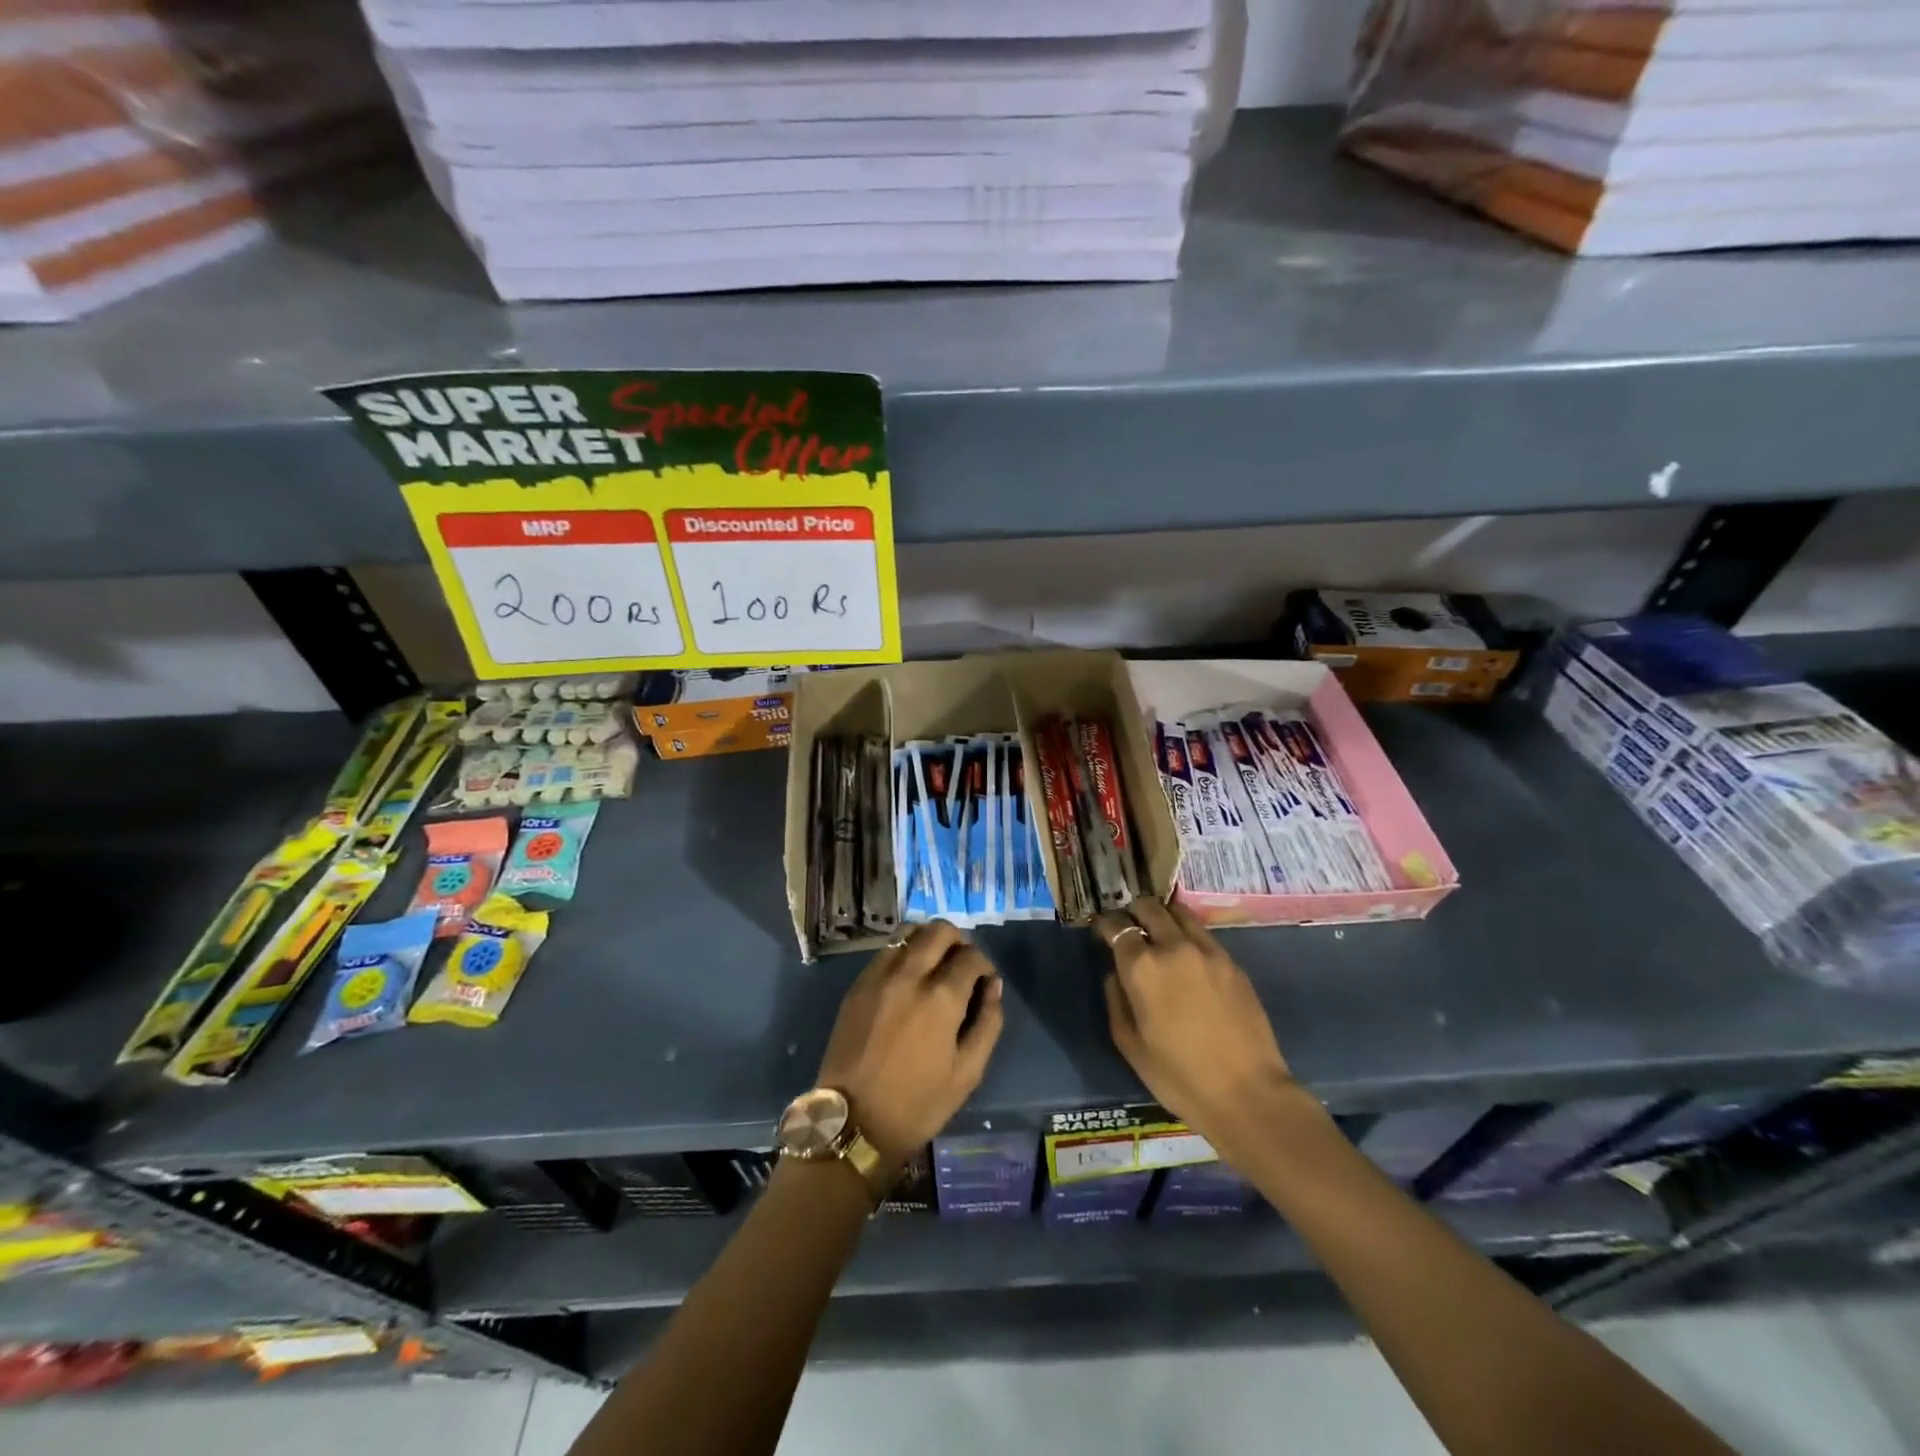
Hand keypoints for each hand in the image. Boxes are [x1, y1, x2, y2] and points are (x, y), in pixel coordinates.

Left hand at [815, 921, 1003, 1164]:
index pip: (972, 956)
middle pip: (940, 930)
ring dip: (928, 940)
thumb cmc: (918, 1104)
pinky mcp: (858, 985)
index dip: (984, 965)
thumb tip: (993, 985)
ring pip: (909, 932)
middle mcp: (910, 975)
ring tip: (934, 965)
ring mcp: (879, 976)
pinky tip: (908, 977)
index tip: (984, 982)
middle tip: (961, 965)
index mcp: (942, 998)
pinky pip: (886, 951)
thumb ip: (988, 1022)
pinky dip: (903, 953)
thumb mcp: (968, 1072)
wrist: (853, 1122)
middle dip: (958, 941)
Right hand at [1094, 899, 1296, 1162]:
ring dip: (1162, 916)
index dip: (1105, 924)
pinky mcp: (1231, 962)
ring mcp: (1207, 951)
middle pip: (1148, 908)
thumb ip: (1116, 1002)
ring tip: (1157, 931)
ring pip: (1178, 913)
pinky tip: (1186, 955)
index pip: (1117, 926)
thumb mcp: (1131, 1046)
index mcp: (1142, 967)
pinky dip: (1187, 934)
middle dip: (1133, 911)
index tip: (1101, 930)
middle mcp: (1173, 947)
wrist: (1248, 1094)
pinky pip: (1202, 934)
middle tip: (1129, 925)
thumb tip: (1115, 975)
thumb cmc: (1179, 1077)